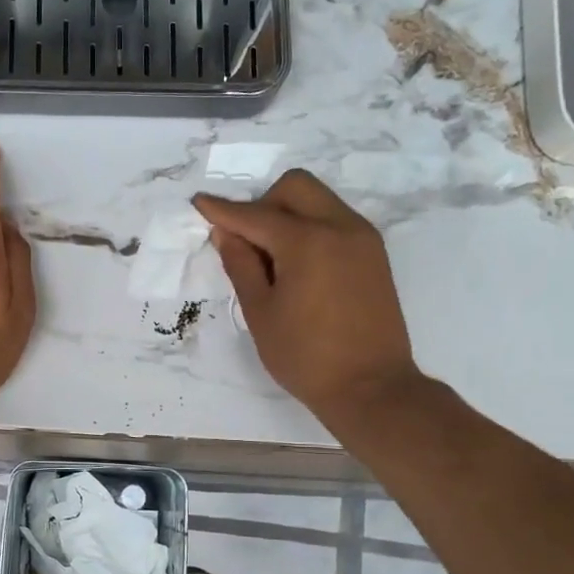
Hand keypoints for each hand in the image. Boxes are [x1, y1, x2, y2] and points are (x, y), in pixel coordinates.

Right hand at [193, 170, 419, 424]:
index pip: (255, 214)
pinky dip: (311, 227)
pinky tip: (298, 266)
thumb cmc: (306, 356)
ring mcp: (363, 238)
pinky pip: (336, 220)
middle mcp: (340, 227)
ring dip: (288, 214)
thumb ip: (241, 265)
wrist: (371, 387)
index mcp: (307, 242)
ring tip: (272, 258)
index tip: (199, 202)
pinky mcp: (374, 254)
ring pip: (318, 200)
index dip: (223, 210)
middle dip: (262, 203)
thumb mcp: (261, 313)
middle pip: (295, 187)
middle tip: (246, 242)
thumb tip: (226, 233)